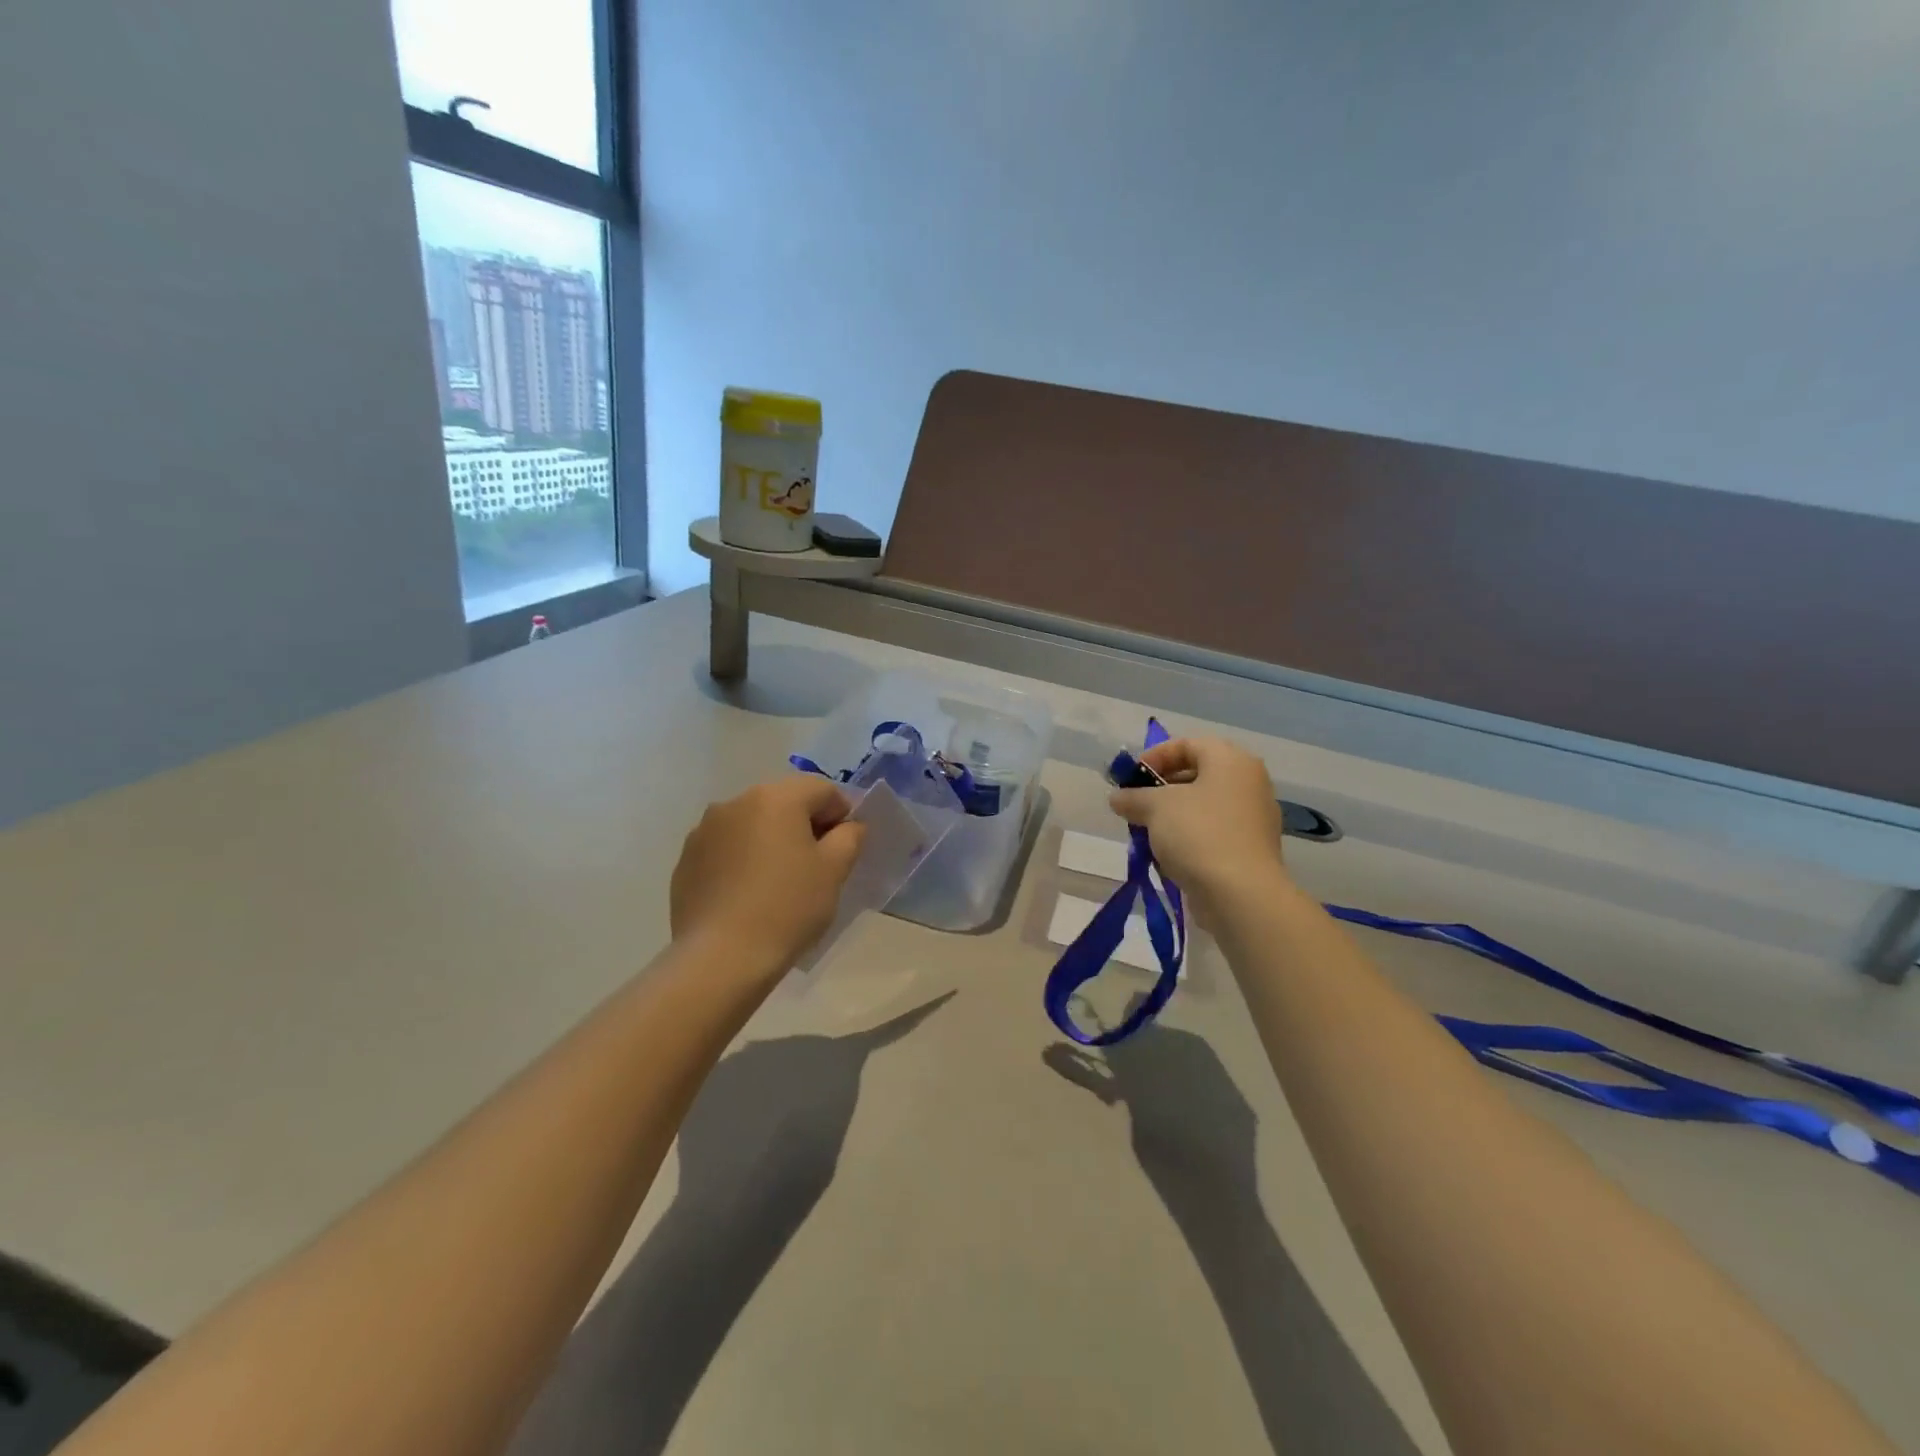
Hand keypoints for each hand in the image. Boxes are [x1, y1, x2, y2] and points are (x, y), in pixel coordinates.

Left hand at [670, 776, 865, 973]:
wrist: (720, 958)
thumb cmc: (787, 908)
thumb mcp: (834, 871)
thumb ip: (849, 837)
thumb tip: (848, 826)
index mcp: (776, 797)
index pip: (822, 789)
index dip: (841, 813)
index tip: (845, 848)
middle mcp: (736, 801)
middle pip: (784, 801)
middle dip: (805, 825)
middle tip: (817, 865)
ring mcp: (705, 830)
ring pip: (753, 823)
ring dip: (771, 839)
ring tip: (780, 881)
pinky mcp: (686, 859)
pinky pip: (727, 847)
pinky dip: (743, 859)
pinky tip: (749, 894)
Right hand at [1109, 737, 1286, 908]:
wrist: (1241, 895)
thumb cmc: (1199, 834)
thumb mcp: (1155, 807)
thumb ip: (1133, 796)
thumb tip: (1117, 798)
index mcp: (1232, 761)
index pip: (1188, 744)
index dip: (1155, 757)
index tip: (1131, 778)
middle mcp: (1249, 783)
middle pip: (1197, 774)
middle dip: (1160, 789)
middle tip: (1135, 805)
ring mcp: (1254, 818)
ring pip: (1203, 806)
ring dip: (1172, 816)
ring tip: (1146, 832)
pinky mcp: (1250, 849)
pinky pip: (1213, 832)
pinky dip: (1189, 837)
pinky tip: (1167, 856)